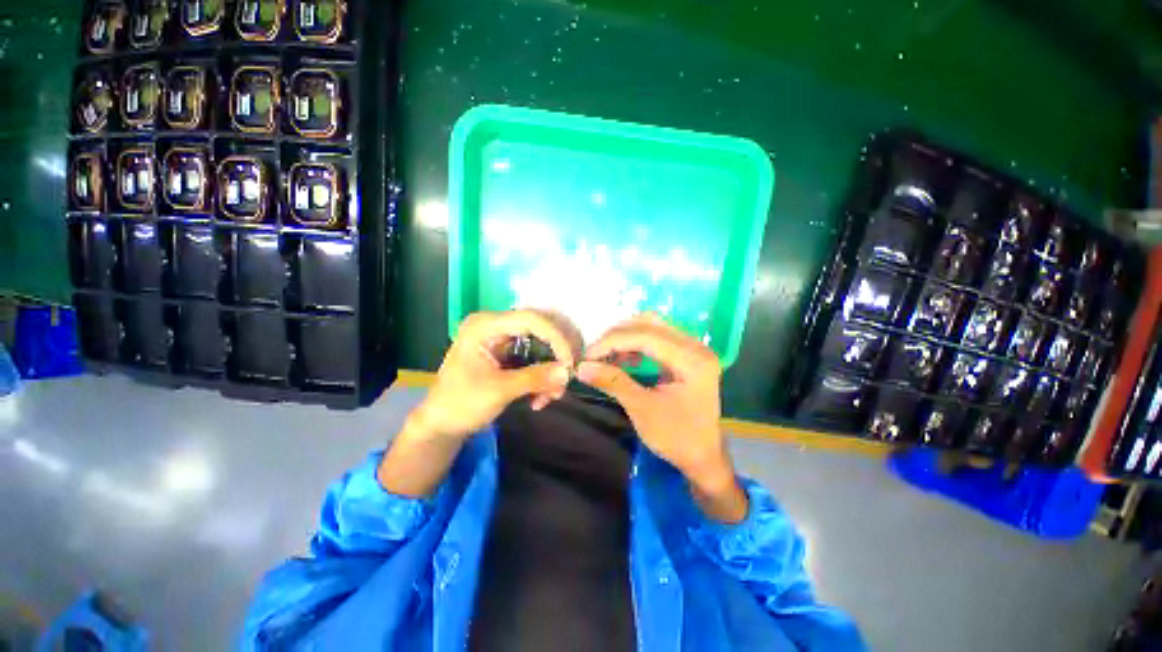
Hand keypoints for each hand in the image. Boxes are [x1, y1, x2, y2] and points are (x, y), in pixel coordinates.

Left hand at [405, 309, 581, 442]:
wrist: (441, 425)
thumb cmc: (461, 405)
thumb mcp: (498, 391)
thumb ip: (534, 378)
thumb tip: (567, 372)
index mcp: (485, 325)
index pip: (531, 319)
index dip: (556, 337)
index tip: (569, 362)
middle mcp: (496, 325)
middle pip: (541, 328)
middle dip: (556, 355)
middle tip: (566, 378)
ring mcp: (503, 339)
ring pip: (542, 345)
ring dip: (551, 370)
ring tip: (551, 397)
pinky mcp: (509, 353)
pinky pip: (536, 357)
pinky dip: (543, 377)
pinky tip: (539, 399)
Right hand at [577, 315, 745, 521]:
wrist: (703, 457)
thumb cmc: (676, 438)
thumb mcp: (642, 409)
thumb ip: (613, 382)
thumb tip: (580, 367)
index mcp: (692, 359)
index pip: (646, 336)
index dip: (612, 341)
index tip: (587, 354)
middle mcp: (696, 346)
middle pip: (650, 324)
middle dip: (617, 336)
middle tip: (594, 352)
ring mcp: (692, 349)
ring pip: (652, 327)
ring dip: (625, 337)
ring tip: (604, 354)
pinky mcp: (686, 355)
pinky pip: (656, 339)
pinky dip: (635, 344)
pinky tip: (621, 357)